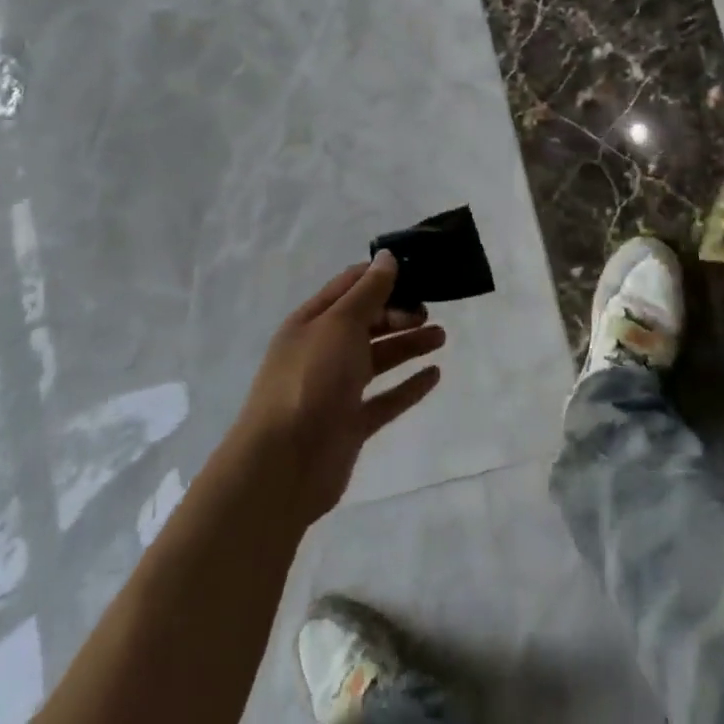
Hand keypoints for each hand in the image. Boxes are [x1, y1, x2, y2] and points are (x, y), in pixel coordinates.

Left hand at [234, 252, 445, 522]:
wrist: (282, 467)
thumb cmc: (310, 380)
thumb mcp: (340, 324)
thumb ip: (368, 292)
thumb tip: (387, 257)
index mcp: (312, 321)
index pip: (350, 286)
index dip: (381, 276)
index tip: (417, 271)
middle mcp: (323, 351)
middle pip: (366, 322)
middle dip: (398, 312)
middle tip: (428, 311)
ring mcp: (336, 389)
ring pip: (378, 358)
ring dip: (408, 345)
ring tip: (441, 337)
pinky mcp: (350, 424)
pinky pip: (385, 399)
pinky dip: (408, 386)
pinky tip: (434, 375)